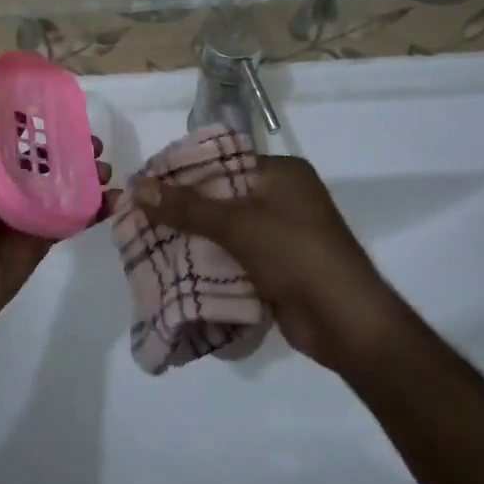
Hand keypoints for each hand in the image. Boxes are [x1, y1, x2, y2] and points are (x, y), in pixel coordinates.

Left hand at [0, 85, 114, 338]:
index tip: (65, 106)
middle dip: (73, 146)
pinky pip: (75, 216)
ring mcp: (29, 208)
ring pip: (65, 183)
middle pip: (47, 156)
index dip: (38, 117)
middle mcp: (7, 181)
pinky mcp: (44, 234)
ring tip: (106, 170)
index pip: (14, 131)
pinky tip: (114, 200)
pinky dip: (96, 208)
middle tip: (96, 142)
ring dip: (89, 174)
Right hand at [134, 155, 397, 373]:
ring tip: (148, 241)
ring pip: (225, 229)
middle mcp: (283, 197)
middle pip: (221, 196)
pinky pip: (235, 257)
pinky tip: (175, 268)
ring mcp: (282, 234)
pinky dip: (210, 262)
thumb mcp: (237, 224)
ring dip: (194, 238)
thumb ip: (186, 206)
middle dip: (183, 208)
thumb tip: (137, 187)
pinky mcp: (277, 267)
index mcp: (282, 173)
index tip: (146, 184)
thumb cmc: (296, 254)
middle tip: (141, 216)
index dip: (183, 172)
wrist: (346, 322)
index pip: (222, 160)